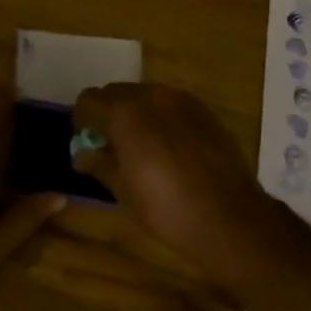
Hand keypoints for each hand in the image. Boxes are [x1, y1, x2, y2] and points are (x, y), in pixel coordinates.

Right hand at [71, 83, 278, 285]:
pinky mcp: (203, 111)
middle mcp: (151, 95)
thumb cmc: (166, 207)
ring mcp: (181, 100)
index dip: (82, 120)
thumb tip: (81, 154)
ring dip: (135, 114)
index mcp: (125, 112)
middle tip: (109, 145)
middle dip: (107, 114)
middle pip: (116, 92)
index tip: (85, 142)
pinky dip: (160, 118)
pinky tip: (168, 148)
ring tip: (141, 147)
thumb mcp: (123, 190)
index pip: (88, 100)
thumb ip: (98, 164)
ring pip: (145, 95)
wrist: (229, 217)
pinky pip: (170, 104)